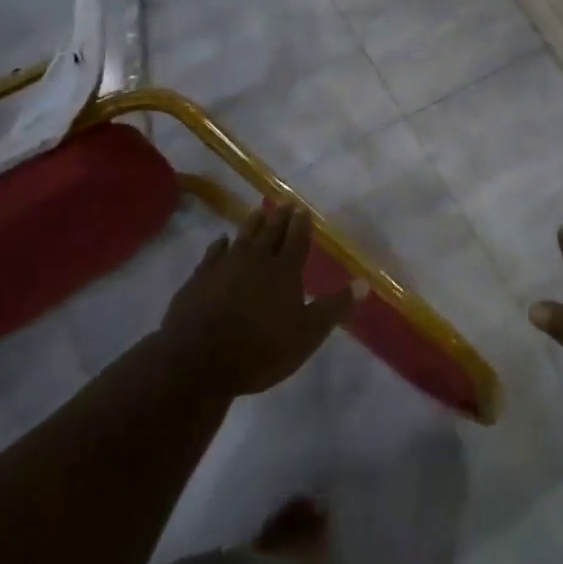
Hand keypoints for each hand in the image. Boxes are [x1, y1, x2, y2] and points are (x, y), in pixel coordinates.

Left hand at [160, 201, 361, 397]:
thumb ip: (334, 307)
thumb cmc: (261, 349)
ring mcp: (225, 266)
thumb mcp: (307, 334)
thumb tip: (364, 283)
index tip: (304, 209)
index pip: (297, 240)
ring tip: (259, 211)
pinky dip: (220, 244)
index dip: (302, 224)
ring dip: (252, 223)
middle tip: (285, 204)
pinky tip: (221, 241)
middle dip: (280, 217)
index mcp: (285, 270)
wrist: (198, 360)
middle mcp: (256, 259)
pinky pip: (213, 253)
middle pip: (271, 232)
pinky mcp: (200, 278)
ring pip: (243, 236)